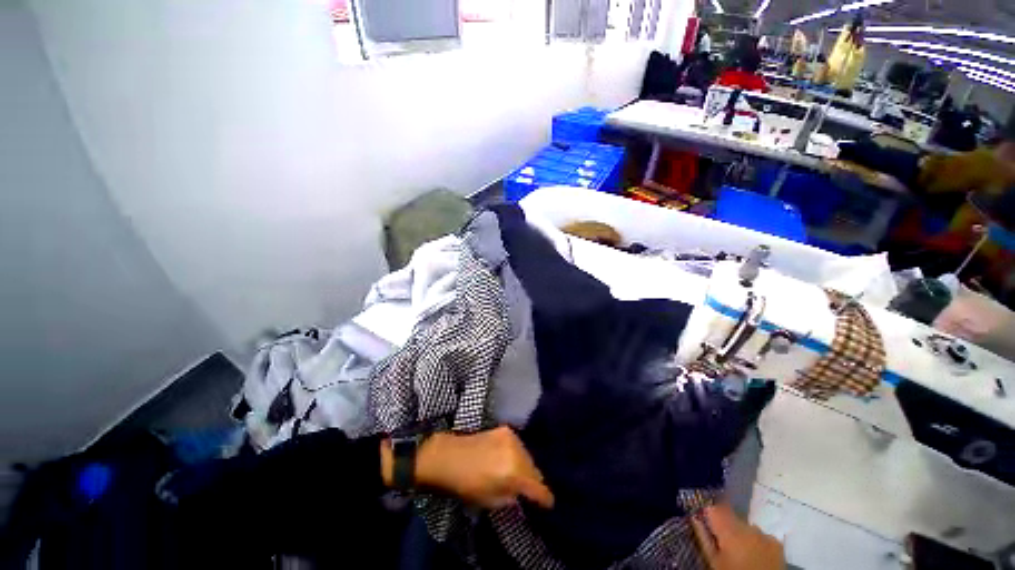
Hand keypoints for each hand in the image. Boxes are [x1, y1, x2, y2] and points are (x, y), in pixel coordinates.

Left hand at [382, 427, 553, 509]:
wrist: (449, 456)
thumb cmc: (466, 484)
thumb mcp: (490, 500)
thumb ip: (512, 497)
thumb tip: (522, 494)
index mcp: (513, 472)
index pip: (538, 487)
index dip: (545, 497)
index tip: (549, 503)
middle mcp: (516, 452)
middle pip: (535, 469)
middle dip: (534, 481)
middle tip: (531, 491)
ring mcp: (511, 437)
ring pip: (528, 456)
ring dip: (526, 466)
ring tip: (519, 476)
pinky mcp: (505, 429)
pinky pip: (519, 445)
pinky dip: (518, 454)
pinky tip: (510, 460)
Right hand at [691, 503, 784, 569]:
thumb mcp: (714, 561)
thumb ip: (704, 538)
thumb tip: (695, 518)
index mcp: (729, 530)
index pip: (714, 509)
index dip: (709, 513)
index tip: (705, 520)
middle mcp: (747, 527)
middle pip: (732, 517)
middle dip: (726, 525)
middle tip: (723, 541)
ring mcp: (764, 534)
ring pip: (747, 526)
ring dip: (742, 533)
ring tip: (740, 549)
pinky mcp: (777, 543)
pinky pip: (762, 535)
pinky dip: (756, 541)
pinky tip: (755, 553)